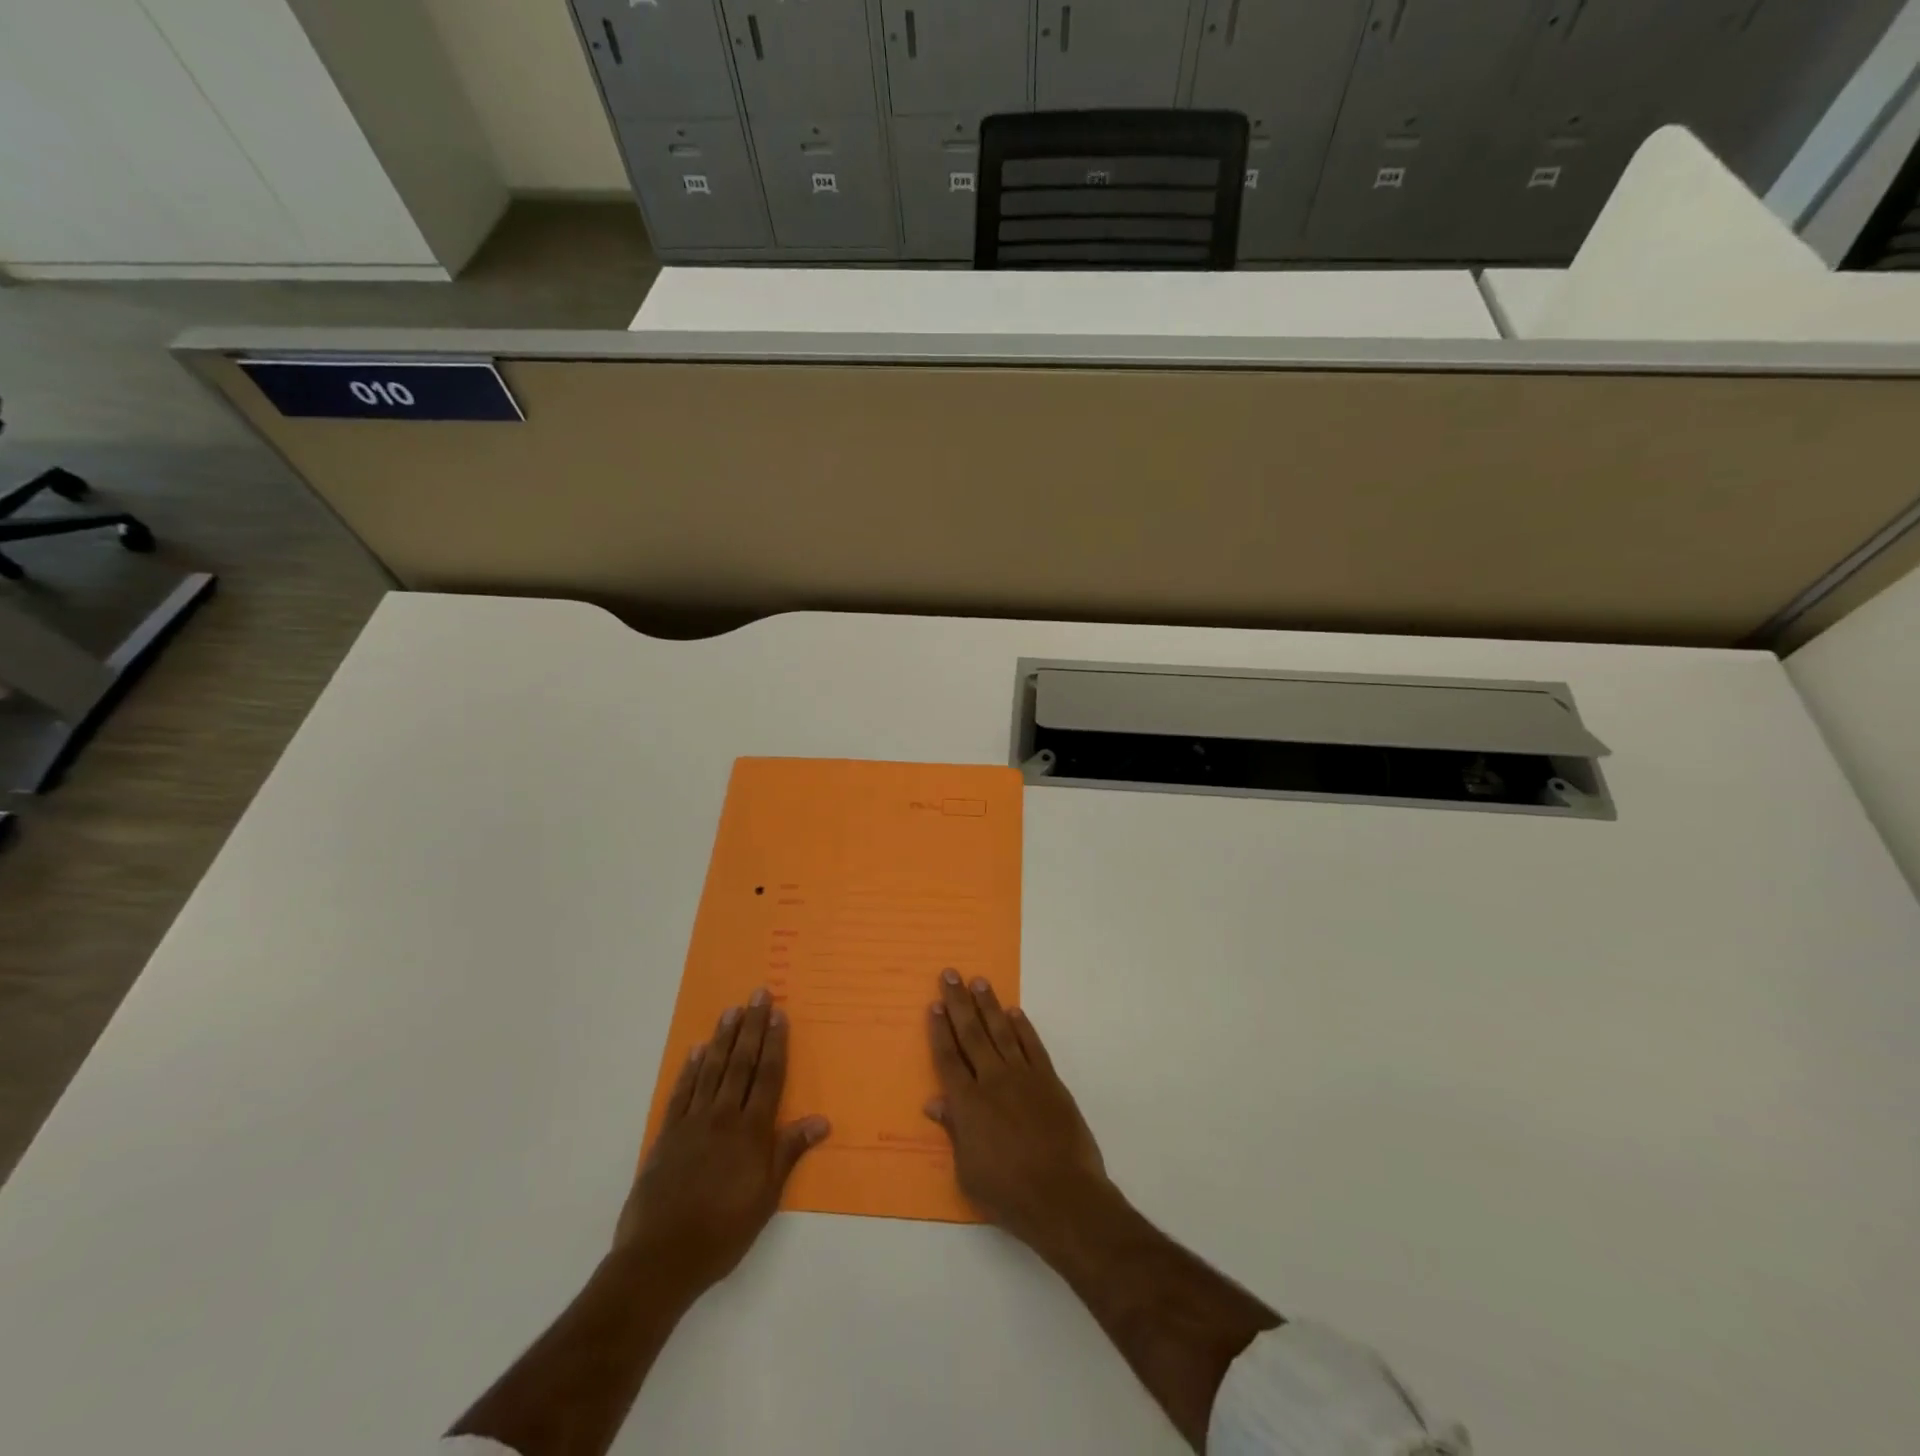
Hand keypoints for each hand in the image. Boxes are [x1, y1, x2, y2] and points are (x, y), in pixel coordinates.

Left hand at [617, 990, 829, 1297]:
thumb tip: (822, 1120)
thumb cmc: (723, 1231)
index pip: (768, 1076)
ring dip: (723, 1038)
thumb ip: (789, 1152)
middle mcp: (724, 1117)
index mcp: (751, 1131)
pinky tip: (696, 1050)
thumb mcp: (767, 1197)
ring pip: (712, 1070)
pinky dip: (689, 1070)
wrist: (661, 1257)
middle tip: (758, 994)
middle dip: (752, 1027)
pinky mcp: (667, 1135)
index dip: (775, 1043)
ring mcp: (692, 1123)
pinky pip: (681, 1093)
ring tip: (731, 1010)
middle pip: (741, 1063)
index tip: (779, 1013)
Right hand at [925, 969, 1111, 1255]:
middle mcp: (993, 1081)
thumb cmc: (1008, 1193)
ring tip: (979, 982)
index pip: (948, 1058)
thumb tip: (934, 1102)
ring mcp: (1024, 1077)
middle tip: (951, 974)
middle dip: (958, 1003)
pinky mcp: (1049, 1081)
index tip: (933, 1005)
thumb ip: (954, 1131)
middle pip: (972, 1034)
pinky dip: (1024, 1027)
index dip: (939, 1030)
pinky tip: (1015, 1012)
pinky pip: (1033, 1046)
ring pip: (1002, 1032)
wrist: (1062, 1195)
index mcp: (968, 1104)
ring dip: (989, 1005)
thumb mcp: (968, 1171)